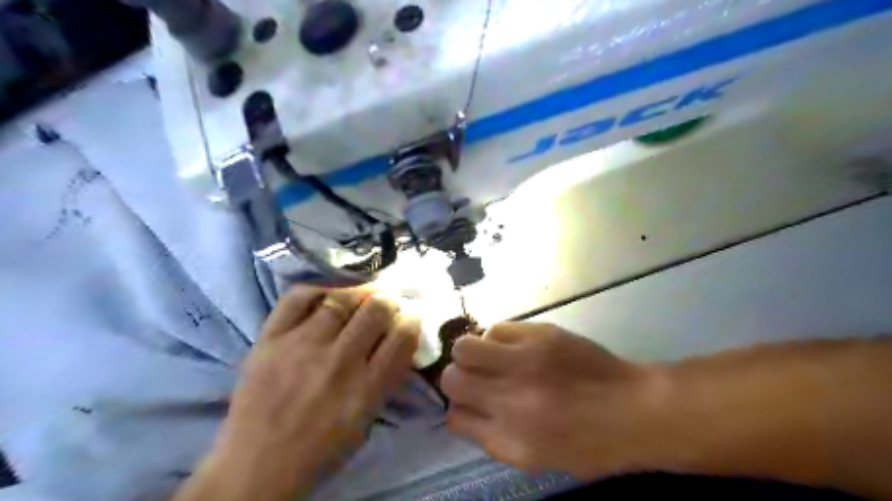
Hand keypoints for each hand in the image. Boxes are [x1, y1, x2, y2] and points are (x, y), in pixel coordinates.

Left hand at [180, 288, 422, 500]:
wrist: (255, 468)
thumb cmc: (320, 450)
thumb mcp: (367, 420)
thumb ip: (386, 378)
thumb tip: (398, 338)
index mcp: (366, 388)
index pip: (402, 336)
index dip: (413, 319)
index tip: (411, 316)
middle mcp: (338, 362)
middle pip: (376, 308)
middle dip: (389, 300)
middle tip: (387, 301)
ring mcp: (301, 346)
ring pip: (341, 297)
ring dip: (360, 290)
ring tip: (362, 292)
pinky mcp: (270, 339)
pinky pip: (298, 297)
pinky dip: (319, 288)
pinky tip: (329, 293)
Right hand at [443, 322, 664, 479]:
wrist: (632, 410)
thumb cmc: (587, 444)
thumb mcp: (535, 458)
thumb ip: (492, 437)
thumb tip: (464, 411)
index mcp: (509, 439)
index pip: (455, 418)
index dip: (459, 409)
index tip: (470, 404)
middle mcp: (510, 400)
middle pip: (452, 379)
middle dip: (457, 379)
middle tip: (476, 378)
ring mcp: (524, 362)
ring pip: (465, 347)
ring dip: (470, 354)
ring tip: (490, 358)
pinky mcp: (540, 335)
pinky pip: (496, 329)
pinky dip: (496, 339)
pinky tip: (513, 347)